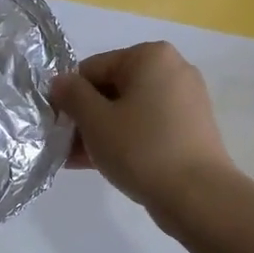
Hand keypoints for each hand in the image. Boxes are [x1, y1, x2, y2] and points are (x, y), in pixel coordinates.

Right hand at [50, 42, 235, 216]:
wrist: (197, 196)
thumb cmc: (141, 149)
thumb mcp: (95, 120)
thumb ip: (71, 95)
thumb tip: (60, 82)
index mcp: (150, 56)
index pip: (92, 68)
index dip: (69, 95)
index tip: (56, 124)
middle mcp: (173, 70)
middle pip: (112, 88)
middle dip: (85, 117)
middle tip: (63, 145)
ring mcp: (185, 101)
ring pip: (128, 111)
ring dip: (100, 132)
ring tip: (75, 159)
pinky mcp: (190, 129)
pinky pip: (147, 127)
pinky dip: (124, 140)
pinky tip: (99, 164)